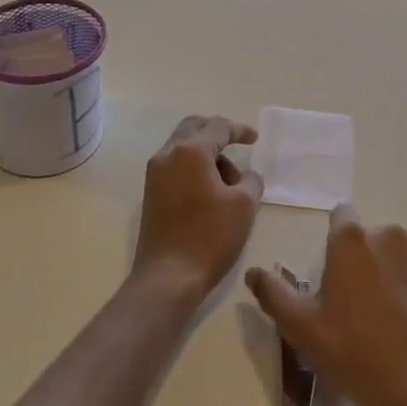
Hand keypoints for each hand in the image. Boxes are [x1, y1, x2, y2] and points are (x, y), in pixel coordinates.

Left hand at [132, 115, 262, 299]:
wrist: (167, 279)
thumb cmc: (209, 237)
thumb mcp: (244, 206)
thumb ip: (251, 180)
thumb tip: (246, 176)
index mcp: (191, 150)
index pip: (219, 127)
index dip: (240, 130)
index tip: (255, 139)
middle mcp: (168, 154)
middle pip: (194, 127)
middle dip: (217, 132)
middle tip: (237, 145)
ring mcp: (155, 174)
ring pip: (183, 146)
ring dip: (206, 152)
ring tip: (229, 181)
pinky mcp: (151, 193)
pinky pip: (175, 165)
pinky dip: (194, 167)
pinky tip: (210, 191)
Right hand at [246, 205, 406, 405]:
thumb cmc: (353, 354)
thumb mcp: (302, 328)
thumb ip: (273, 294)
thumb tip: (253, 272)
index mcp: (351, 239)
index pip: (340, 217)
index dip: (335, 242)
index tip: (335, 274)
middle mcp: (388, 234)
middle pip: (371, 238)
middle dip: (365, 260)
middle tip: (360, 305)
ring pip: (400, 255)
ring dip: (394, 273)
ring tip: (392, 318)